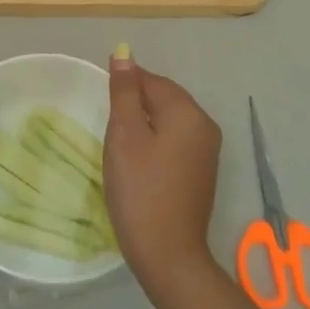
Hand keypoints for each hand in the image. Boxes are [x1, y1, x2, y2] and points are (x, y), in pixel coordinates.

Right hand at [103, 50, 222, 298]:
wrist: (168, 254)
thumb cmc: (140, 190)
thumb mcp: (125, 136)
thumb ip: (125, 92)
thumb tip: (124, 54)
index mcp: (188, 112)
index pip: (152, 81)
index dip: (125, 86)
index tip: (102, 104)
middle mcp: (205, 125)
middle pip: (164, 97)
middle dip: (135, 104)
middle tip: (109, 127)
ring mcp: (207, 150)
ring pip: (169, 119)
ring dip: (144, 124)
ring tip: (120, 144)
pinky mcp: (202, 171)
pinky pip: (176, 140)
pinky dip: (156, 141)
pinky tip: (139, 161)